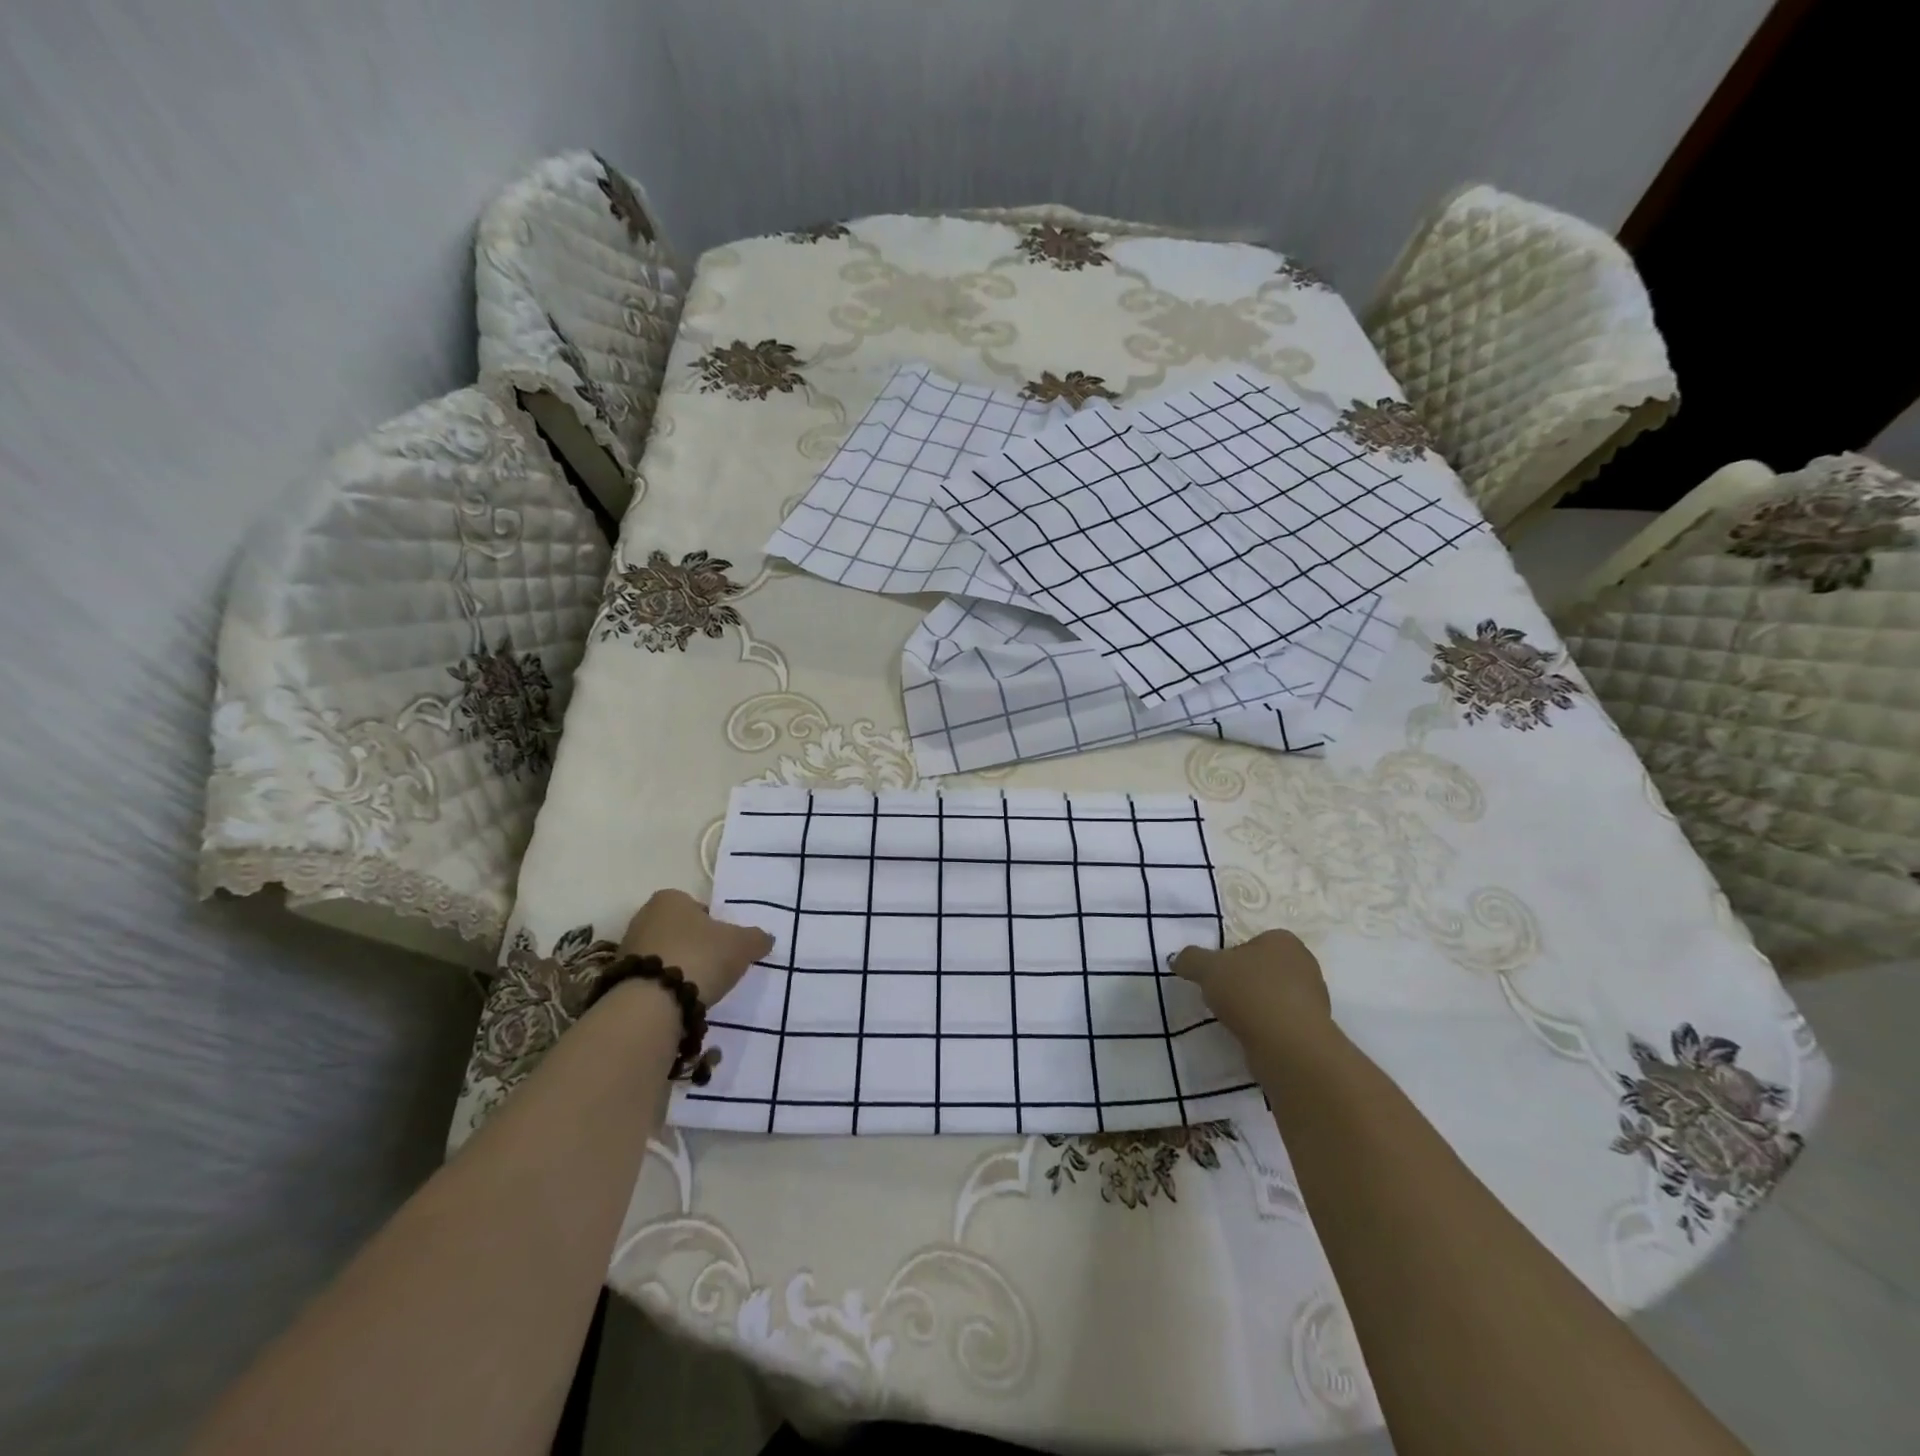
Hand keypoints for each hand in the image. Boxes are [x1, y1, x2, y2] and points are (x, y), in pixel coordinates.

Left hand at [619, 889, 771, 1008]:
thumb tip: (765, 938)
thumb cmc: (700, 956)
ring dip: (678, 968)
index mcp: (670, 898)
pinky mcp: (618, 979)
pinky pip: (650, 978)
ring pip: (663, 955)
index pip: (698, 907)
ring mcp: (627, 949)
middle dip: (695, 946)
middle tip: (714, 966)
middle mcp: (644, 916)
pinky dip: (664, 987)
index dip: (714, 925)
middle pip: (679, 930)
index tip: (724, 945)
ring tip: (697, 988)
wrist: (651, 1002)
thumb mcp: (742, 945)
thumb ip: (756, 938)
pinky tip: (677, 1001)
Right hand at [1172, 928, 1330, 1043]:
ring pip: (1271, 996)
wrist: (1289, 1045)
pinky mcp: (1313, 1028)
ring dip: (1254, 1006)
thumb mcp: (1207, 968)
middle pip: (1260, 969)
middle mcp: (1304, 963)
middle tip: (1223, 998)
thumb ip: (1190, 959)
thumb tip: (1177, 959)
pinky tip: (1253, 1036)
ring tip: (1236, 1021)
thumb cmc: (1249, 992)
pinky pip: (1281, 1021)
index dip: (1228, 959)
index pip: (1248, 943)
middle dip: (1241, 982)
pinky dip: (1265, 1027)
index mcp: (1283, 940)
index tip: (1216, 977)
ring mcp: (1313, 998)